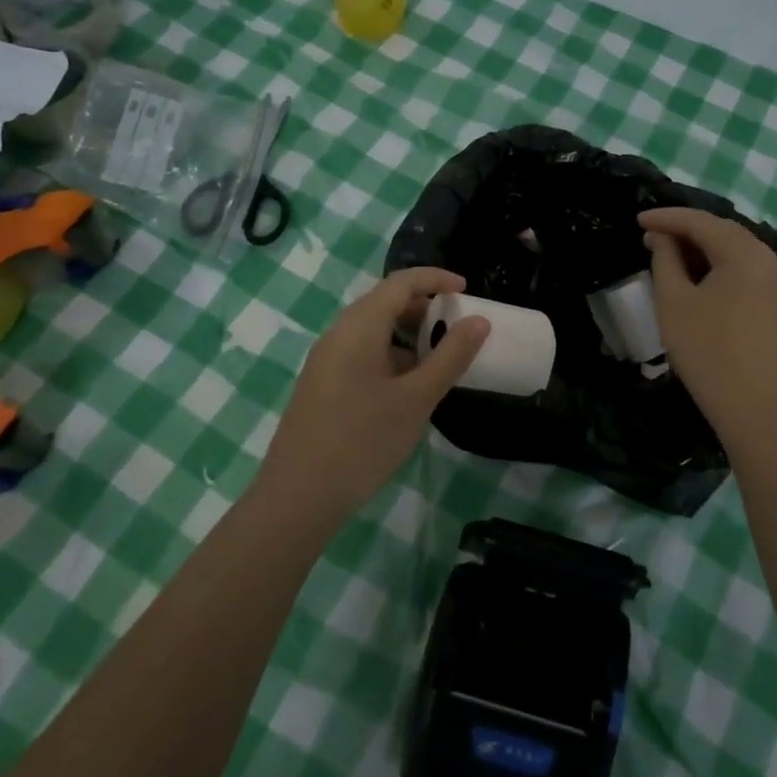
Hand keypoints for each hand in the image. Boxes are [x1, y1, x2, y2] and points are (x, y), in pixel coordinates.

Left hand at [257, 268, 489, 516]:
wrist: (298, 497)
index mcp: (359, 327)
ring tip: (438, 361)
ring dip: (408, 335)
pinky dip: (391, 356)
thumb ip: (450, 356)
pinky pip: (362, 353)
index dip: (435, 279)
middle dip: (424, 307)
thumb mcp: (416, 399)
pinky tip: (408, 388)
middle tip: (457, 328)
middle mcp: (338, 334)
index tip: (467, 290)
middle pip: (384, 302)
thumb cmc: (362, 441)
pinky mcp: (323, 384)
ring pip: (373, 330)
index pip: (400, 283)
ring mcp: (326, 360)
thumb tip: (479, 321)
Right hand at [641, 207, 776, 434]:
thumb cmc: (706, 350)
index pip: (701, 222)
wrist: (752, 406)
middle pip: (722, 231)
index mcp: (745, 254)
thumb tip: (661, 236)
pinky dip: (719, 264)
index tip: (637, 219)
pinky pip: (745, 267)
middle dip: (685, 230)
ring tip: (668, 252)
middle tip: (650, 235)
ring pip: (735, 249)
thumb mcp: (674, 301)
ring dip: (702, 247)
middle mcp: (769, 258)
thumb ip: (665, 259)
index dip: (667, 218)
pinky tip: (696, 273)